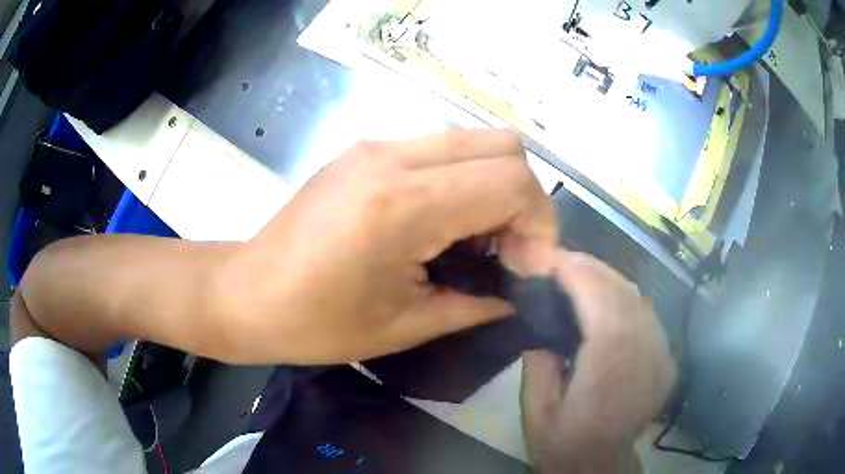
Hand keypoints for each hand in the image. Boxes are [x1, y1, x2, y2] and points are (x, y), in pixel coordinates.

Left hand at [217, 128, 557, 363]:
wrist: (245, 293)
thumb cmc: (315, 324)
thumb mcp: (405, 326)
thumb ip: (476, 304)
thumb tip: (518, 294)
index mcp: (403, 205)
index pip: (512, 181)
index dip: (540, 225)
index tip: (529, 269)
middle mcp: (393, 157)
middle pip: (504, 146)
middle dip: (525, 200)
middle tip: (509, 252)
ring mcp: (376, 145)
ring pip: (475, 140)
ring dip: (495, 187)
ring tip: (477, 241)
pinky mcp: (365, 149)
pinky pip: (442, 149)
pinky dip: (464, 180)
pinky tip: (444, 223)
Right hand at [520, 252, 675, 472]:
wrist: (598, 463)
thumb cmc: (562, 441)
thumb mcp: (536, 408)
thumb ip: (539, 358)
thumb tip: (542, 314)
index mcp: (607, 378)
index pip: (605, 310)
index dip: (582, 277)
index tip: (555, 259)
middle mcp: (643, 363)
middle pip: (626, 297)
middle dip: (593, 270)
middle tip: (563, 260)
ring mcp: (662, 360)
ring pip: (641, 301)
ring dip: (610, 280)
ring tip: (582, 274)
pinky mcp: (667, 361)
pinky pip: (648, 315)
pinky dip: (626, 298)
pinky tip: (607, 298)